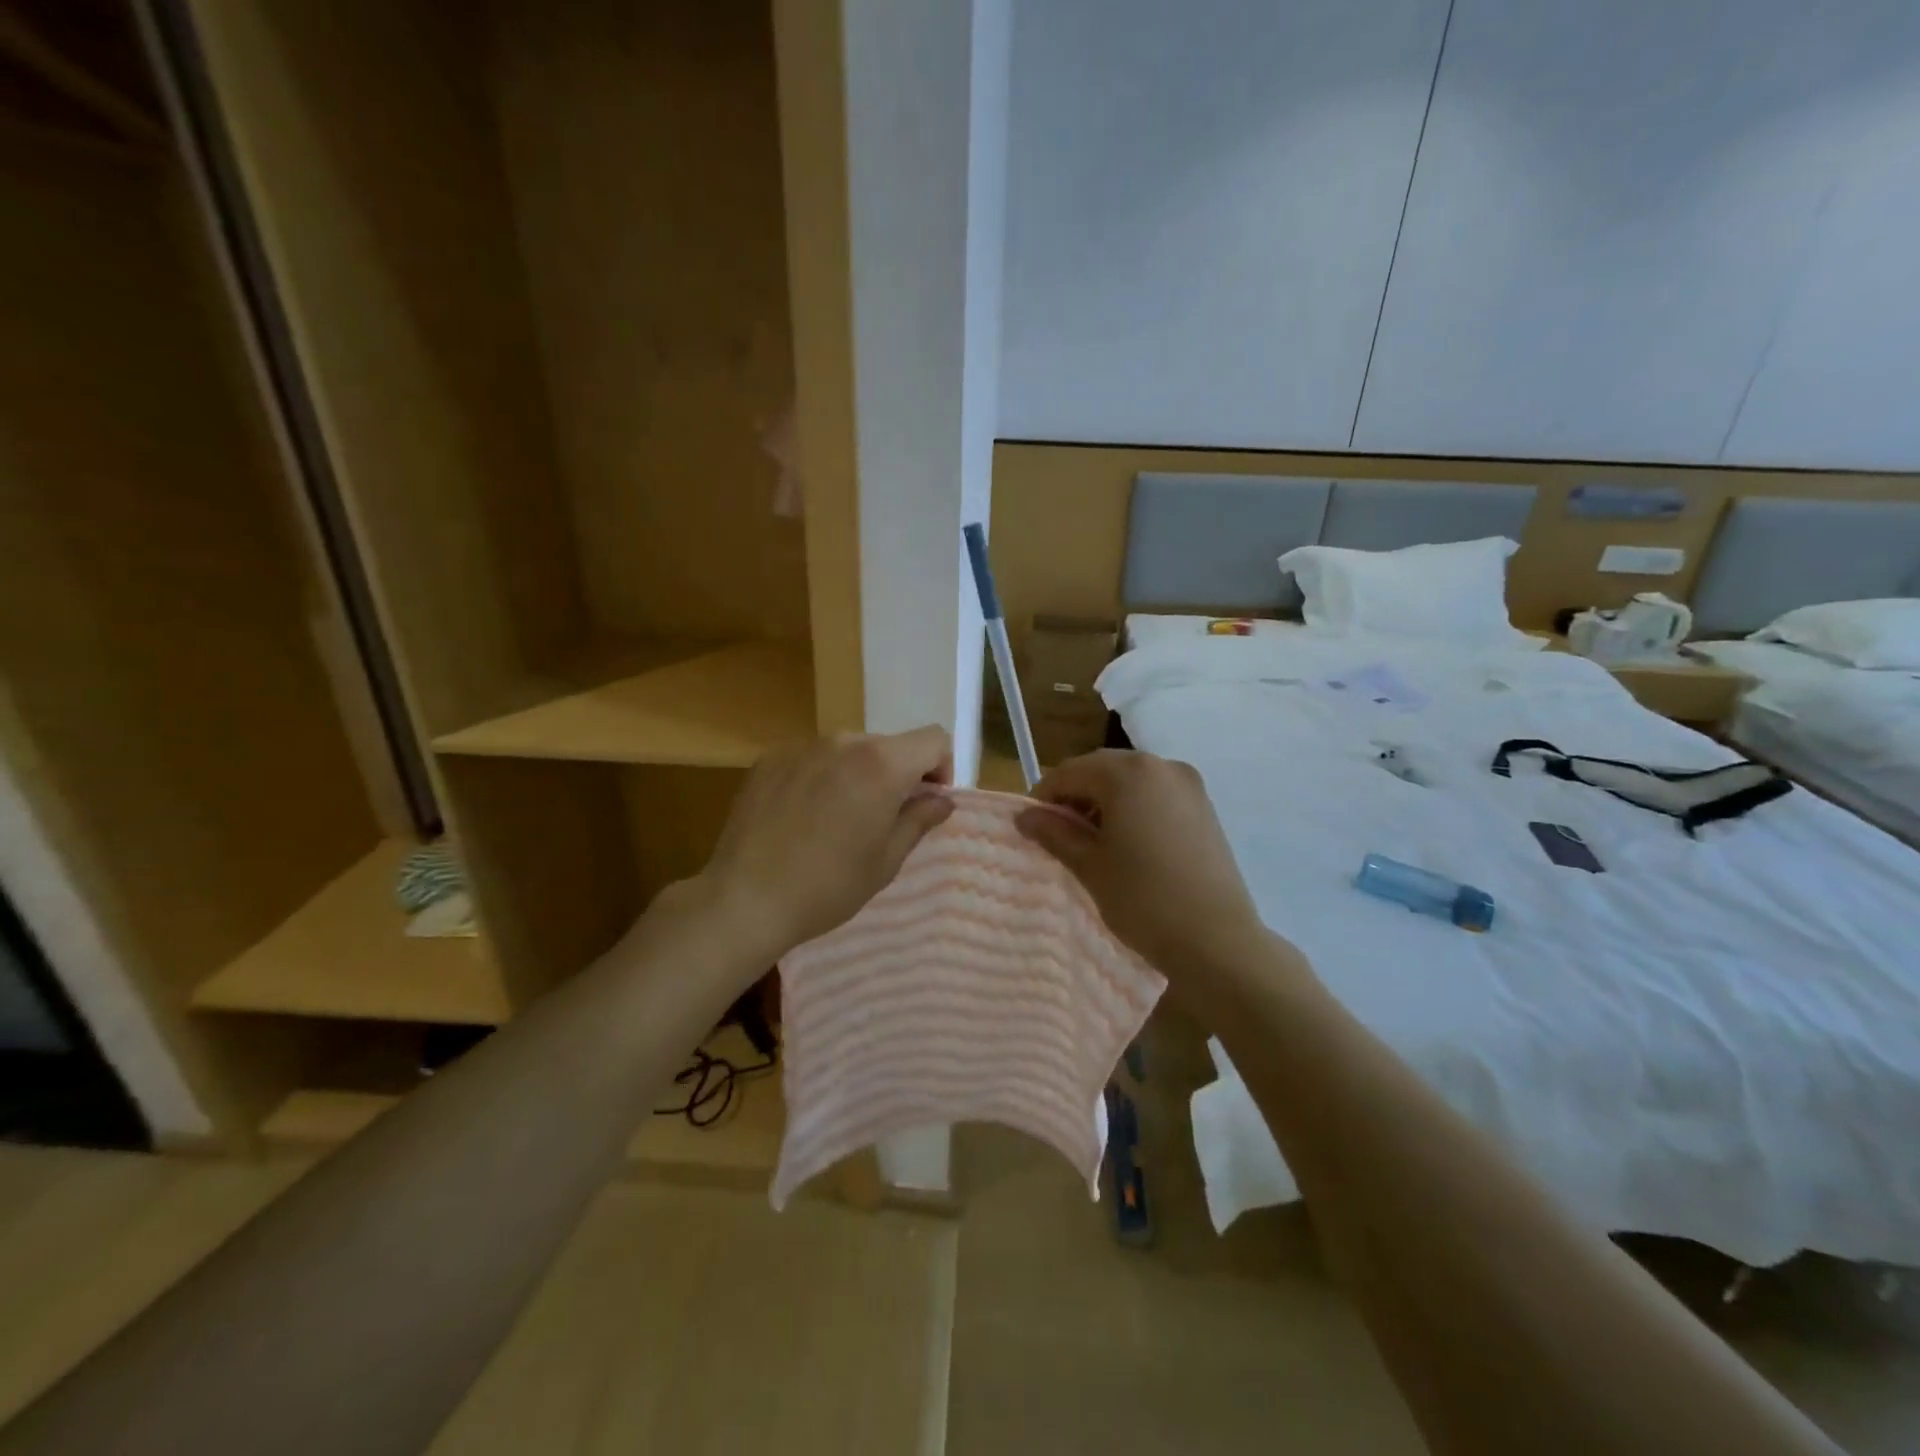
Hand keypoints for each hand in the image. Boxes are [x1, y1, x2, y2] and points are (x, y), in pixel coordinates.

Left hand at [697, 727, 954, 960]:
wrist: (745, 899)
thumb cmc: (828, 886)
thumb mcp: (886, 860)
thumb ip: (920, 819)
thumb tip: (941, 799)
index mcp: (881, 764)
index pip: (932, 739)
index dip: (940, 767)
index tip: (927, 801)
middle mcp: (843, 742)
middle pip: (888, 745)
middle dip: (897, 774)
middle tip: (882, 818)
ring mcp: (802, 747)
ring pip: (848, 750)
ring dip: (857, 774)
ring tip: (838, 819)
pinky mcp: (770, 759)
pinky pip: (812, 758)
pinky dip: (820, 777)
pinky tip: (803, 816)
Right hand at [1016, 749, 1274, 976]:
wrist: (1217, 941)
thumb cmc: (1143, 899)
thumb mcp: (1090, 865)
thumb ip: (1054, 833)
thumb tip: (1024, 816)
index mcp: (1128, 773)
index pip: (1070, 772)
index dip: (1044, 797)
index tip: (1031, 827)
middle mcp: (1161, 765)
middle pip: (1101, 769)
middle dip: (1075, 796)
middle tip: (1059, 834)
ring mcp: (1188, 784)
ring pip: (1130, 780)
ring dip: (1104, 801)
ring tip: (1093, 842)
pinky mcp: (1205, 806)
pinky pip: (1156, 794)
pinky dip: (1133, 807)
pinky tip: (1127, 843)